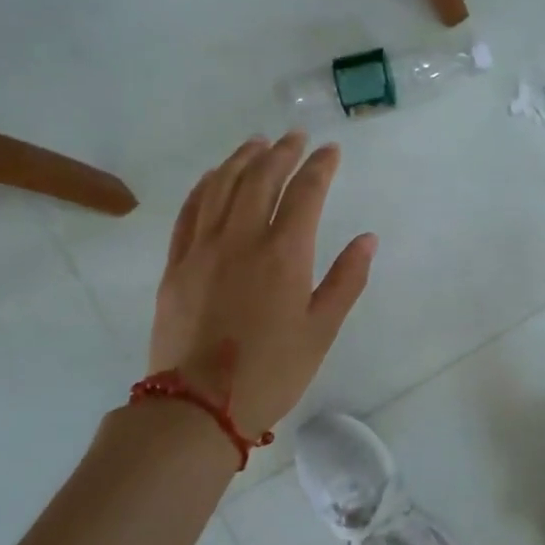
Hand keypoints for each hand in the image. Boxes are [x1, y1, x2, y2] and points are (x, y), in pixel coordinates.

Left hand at [148, 133, 375, 437]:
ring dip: (242, 159)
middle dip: (282, 152)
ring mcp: (202, 249)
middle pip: (261, 179)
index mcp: (284, 254)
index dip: (320, 166)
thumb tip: (368, 239)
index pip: (305, 193)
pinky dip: (204, 186)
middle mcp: (241, 239)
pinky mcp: (176, 265)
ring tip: (257, 143)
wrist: (197, 408)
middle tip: (295, 137)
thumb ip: (346, 280)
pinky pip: (189, 212)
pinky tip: (214, 176)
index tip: (331, 150)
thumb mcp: (322, 330)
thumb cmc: (271, 372)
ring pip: (222, 187)